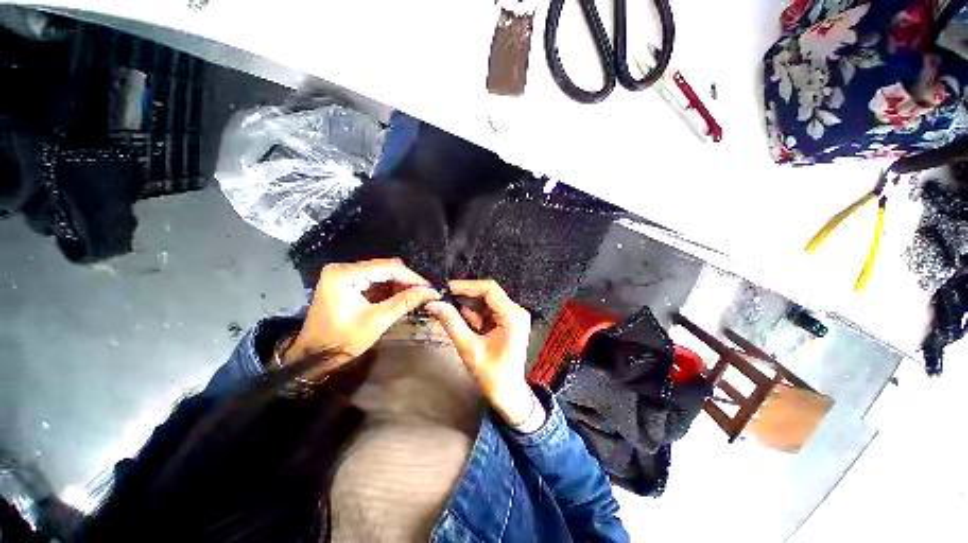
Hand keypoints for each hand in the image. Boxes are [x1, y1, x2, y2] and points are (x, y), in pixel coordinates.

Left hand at [286, 259, 438, 375]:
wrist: (312, 356)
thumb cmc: (342, 340)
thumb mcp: (377, 320)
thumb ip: (405, 302)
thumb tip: (431, 292)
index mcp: (346, 274)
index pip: (388, 267)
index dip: (411, 277)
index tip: (429, 288)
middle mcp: (343, 268)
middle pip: (384, 268)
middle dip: (406, 281)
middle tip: (423, 294)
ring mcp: (342, 274)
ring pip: (380, 273)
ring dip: (398, 285)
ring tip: (414, 297)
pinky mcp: (344, 282)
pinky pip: (372, 280)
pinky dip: (387, 288)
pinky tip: (399, 297)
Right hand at [426, 280, 540, 429]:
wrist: (509, 394)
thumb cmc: (492, 375)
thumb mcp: (469, 348)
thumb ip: (452, 323)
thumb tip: (433, 303)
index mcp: (512, 316)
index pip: (489, 289)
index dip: (467, 286)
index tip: (446, 288)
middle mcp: (515, 312)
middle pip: (488, 294)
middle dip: (465, 297)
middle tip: (443, 299)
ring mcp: (513, 317)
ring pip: (486, 303)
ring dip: (468, 307)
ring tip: (448, 310)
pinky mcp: (507, 323)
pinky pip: (488, 312)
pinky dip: (474, 316)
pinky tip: (462, 322)